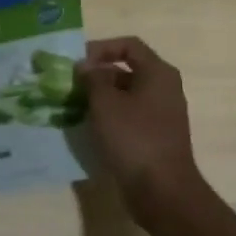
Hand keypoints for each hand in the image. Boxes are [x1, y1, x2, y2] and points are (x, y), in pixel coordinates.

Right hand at [77, 36, 204, 211]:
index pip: (129, 45)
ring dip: (101, 97)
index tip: (77, 63)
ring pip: (127, 94)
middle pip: (127, 69)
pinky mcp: (155, 136)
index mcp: (158, 73)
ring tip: (75, 105)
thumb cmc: (134, 138)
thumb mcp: (106, 103)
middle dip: (98, 74)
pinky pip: (130, 115)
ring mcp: (162, 113)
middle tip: (71, 85)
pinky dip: (110, 116)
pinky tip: (90, 127)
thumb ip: (93, 78)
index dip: (101, 48)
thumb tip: (86, 66)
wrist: (162, 190)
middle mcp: (164, 88)